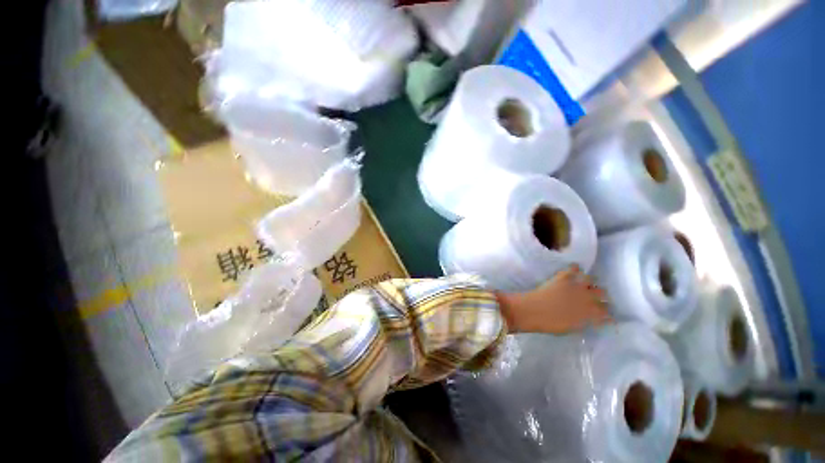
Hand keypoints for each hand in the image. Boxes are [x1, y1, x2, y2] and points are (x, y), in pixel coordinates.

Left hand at [497, 265, 611, 333]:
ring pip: (590, 279)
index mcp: (589, 314)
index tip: (604, 313)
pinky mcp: (562, 278)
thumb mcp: (571, 328)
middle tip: (594, 296)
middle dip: (600, 295)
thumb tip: (589, 319)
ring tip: (584, 282)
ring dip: (588, 281)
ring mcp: (574, 286)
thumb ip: (582, 322)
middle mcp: (586, 298)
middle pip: (602, 293)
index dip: (605, 312)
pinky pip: (573, 269)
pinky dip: (575, 268)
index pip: (605, 312)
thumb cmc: (550, 324)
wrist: (533, 311)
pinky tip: (574, 269)